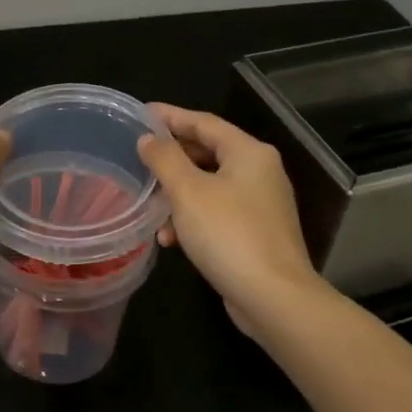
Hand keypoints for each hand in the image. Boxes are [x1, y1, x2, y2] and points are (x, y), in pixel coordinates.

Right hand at [138, 104, 323, 338]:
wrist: (273, 297)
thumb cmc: (228, 234)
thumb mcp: (188, 192)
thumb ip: (165, 159)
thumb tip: (148, 138)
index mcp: (249, 153)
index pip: (204, 122)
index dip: (170, 116)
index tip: (140, 114)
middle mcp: (260, 172)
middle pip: (208, 152)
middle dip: (172, 158)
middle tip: (139, 157)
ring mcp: (260, 204)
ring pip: (210, 186)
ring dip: (178, 194)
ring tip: (149, 205)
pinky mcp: (256, 233)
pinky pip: (217, 213)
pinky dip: (193, 218)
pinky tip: (170, 238)